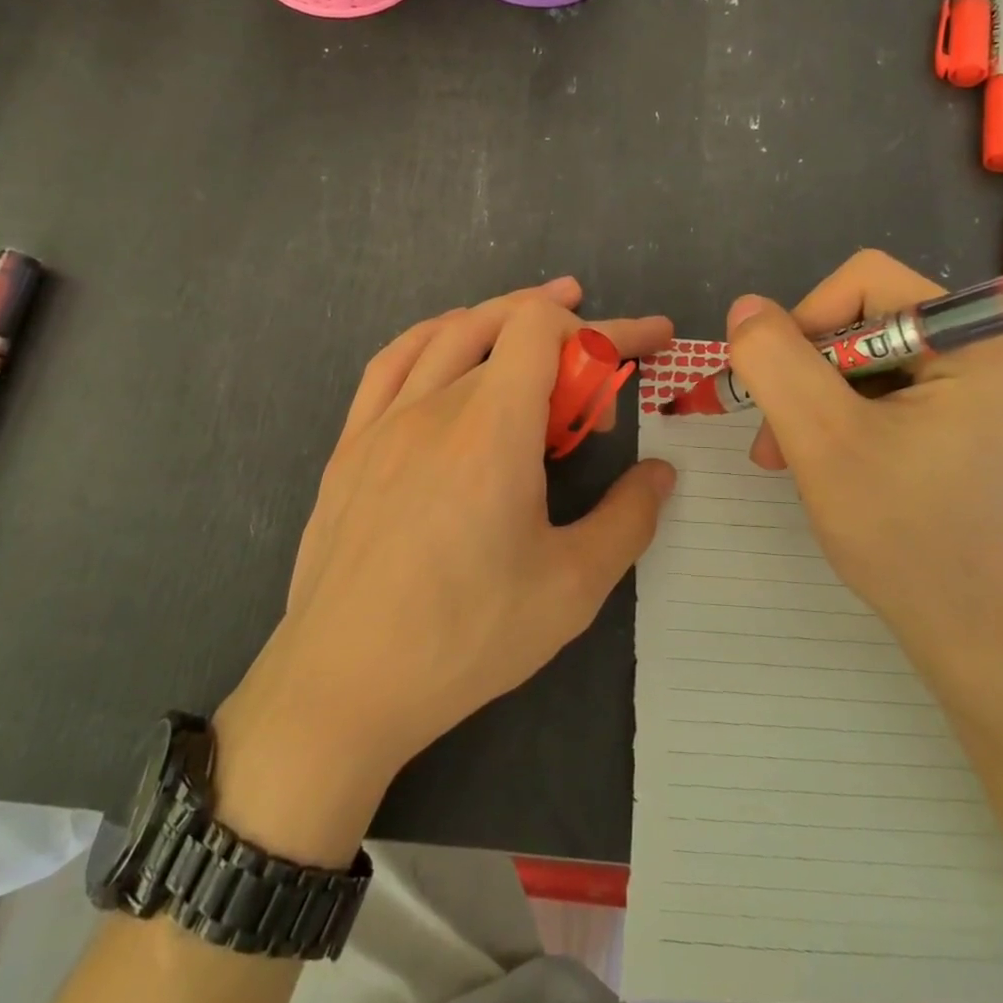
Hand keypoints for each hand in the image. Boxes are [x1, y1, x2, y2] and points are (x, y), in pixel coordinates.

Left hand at [219, 278, 674, 842]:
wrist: (343, 685)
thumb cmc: (465, 638)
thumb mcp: (571, 588)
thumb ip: (627, 519)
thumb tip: (659, 474)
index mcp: (493, 430)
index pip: (547, 329)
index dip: (606, 325)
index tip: (648, 342)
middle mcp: (436, 406)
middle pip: (506, 326)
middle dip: (569, 332)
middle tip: (604, 365)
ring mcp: (384, 421)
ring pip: (449, 334)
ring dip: (502, 317)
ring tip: (541, 324)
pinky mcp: (350, 445)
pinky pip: (392, 362)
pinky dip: (434, 337)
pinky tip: (449, 346)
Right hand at [725, 251, 1002, 659]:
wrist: (964, 630)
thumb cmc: (900, 532)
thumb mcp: (821, 438)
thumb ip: (776, 361)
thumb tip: (745, 307)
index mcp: (976, 345)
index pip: (868, 282)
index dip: (808, 319)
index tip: (780, 382)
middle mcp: (985, 356)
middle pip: (863, 321)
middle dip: (805, 372)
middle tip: (773, 433)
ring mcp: (974, 392)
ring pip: (862, 360)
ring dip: (812, 400)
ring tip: (783, 454)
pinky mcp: (957, 423)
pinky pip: (879, 392)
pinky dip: (836, 419)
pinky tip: (816, 460)